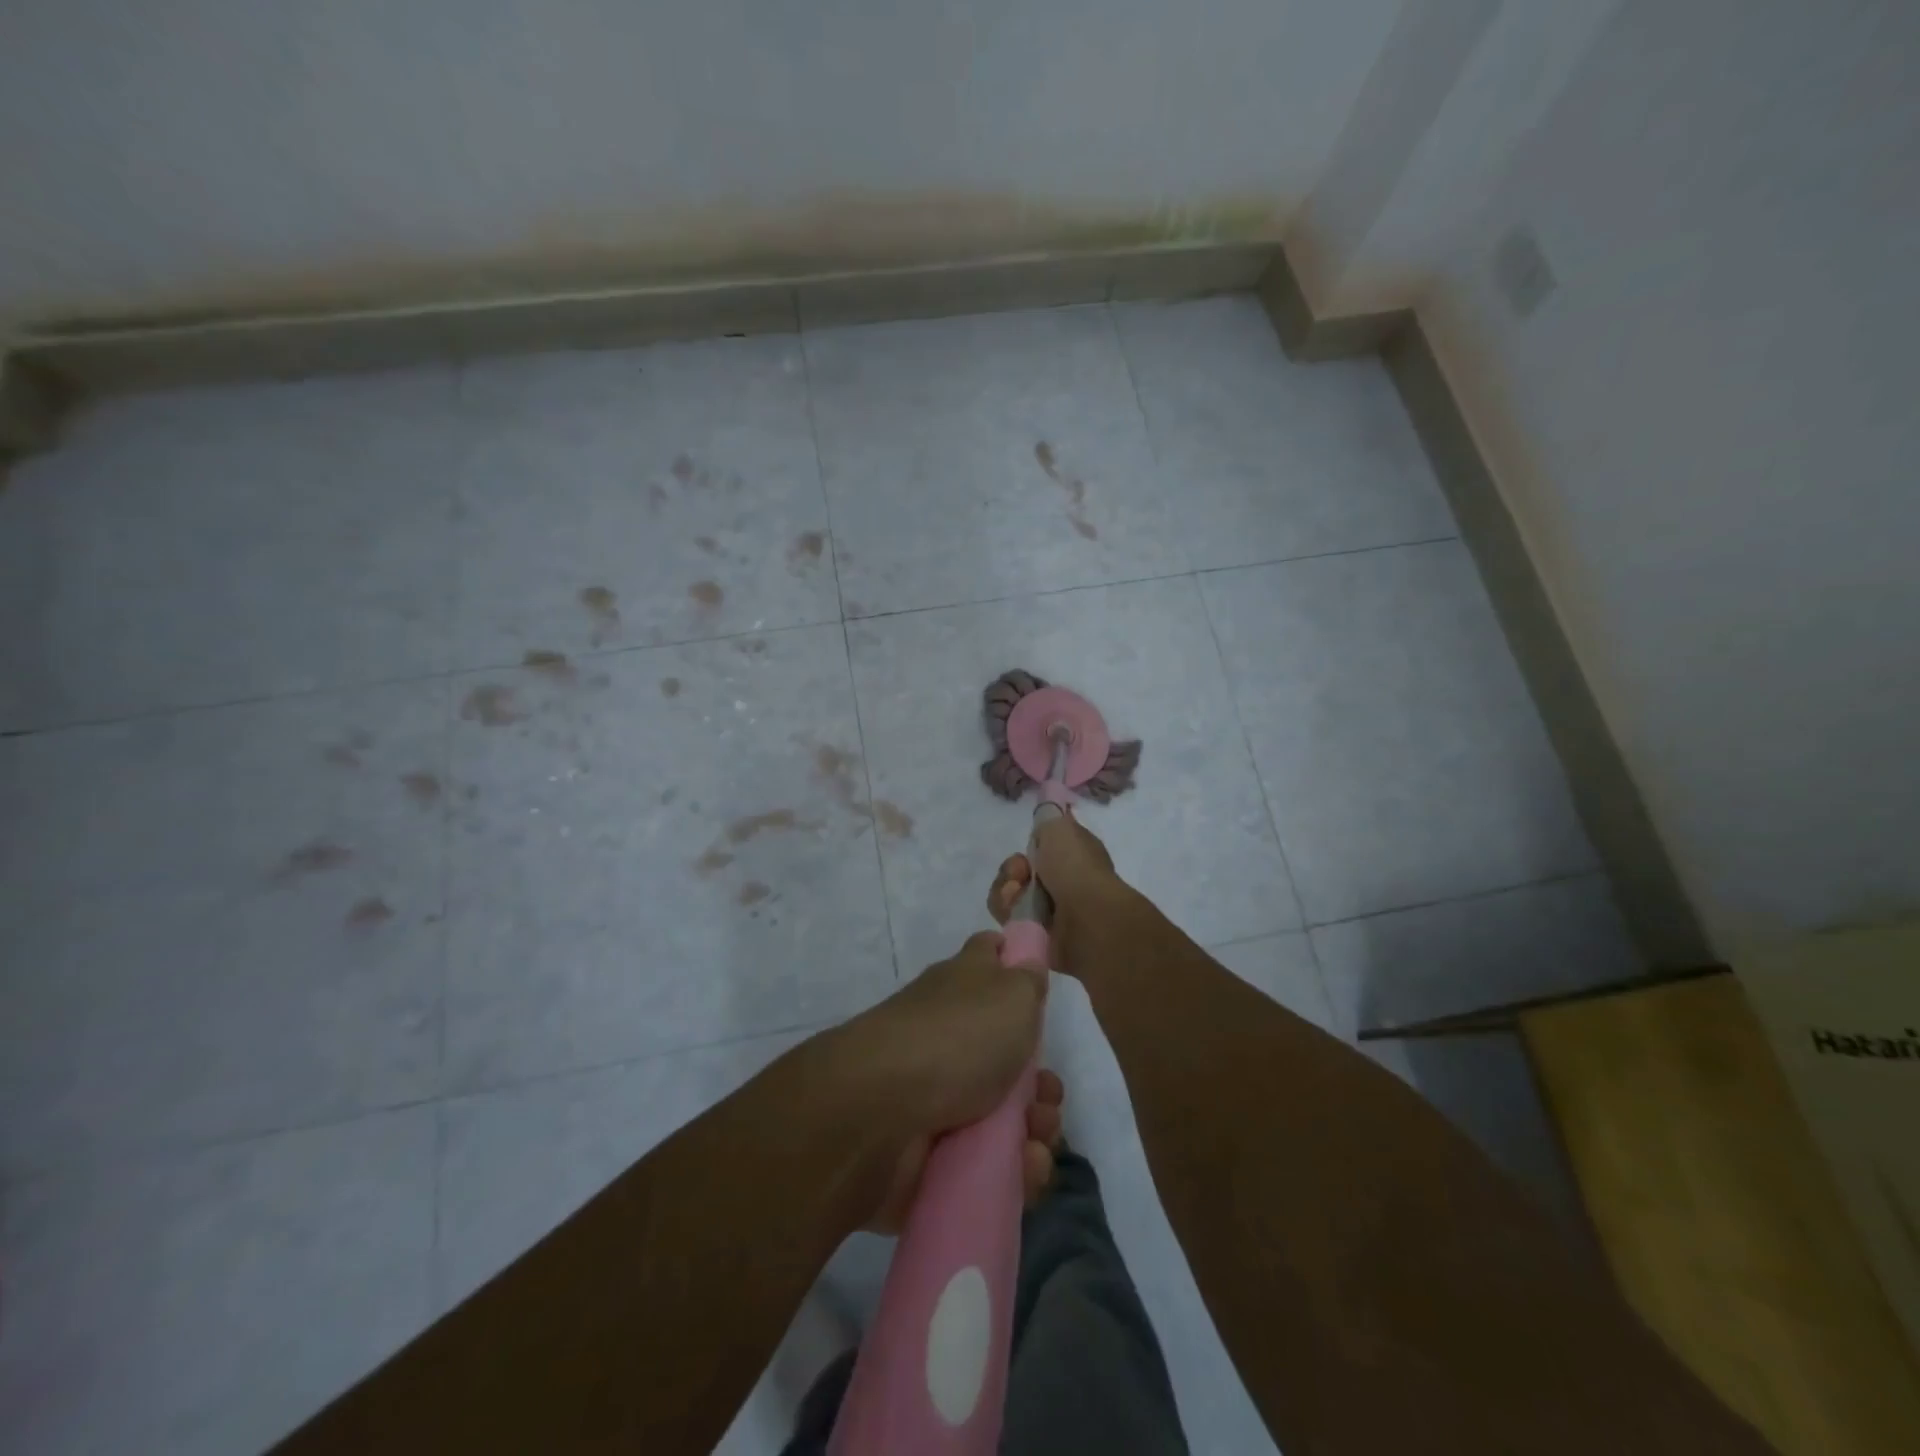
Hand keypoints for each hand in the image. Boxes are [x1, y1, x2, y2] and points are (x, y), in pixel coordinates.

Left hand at [829, 930, 1063, 1233]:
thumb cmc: (955, 1038)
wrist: (880, 1113)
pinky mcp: (934, 1153)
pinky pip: (988, 1164)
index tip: (1038, 986)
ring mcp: (939, 1095)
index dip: (1013, 961)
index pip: (988, 956)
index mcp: (963, 987)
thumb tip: (1027, 968)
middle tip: (1047, 1094)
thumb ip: (1027, 981)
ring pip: (1005, 1114)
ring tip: (1036, 1139)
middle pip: (1008, 1053)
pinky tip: (1024, 1170)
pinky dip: (1013, 1170)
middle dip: (1041, 1081)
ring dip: (1035, 1127)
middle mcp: (949, 1035)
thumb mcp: (1010, 994)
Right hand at [987, 811, 1129, 977]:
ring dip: (1007, 891)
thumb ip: (1047, 818)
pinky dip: (1008, 912)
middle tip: (1020, 873)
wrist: (1085, 919)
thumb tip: (1045, 818)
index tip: (1031, 845)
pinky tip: (1018, 913)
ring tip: (1017, 895)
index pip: (1043, 846)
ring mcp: (1050, 909)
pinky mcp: (1036, 933)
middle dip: (1012, 869)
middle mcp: (1064, 881)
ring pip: (1010, 893)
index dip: (1032, 844)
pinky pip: (1009, 918)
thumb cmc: (1075, 868)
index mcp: (1074, 854)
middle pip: (1020, 870)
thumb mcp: (1060, 827)